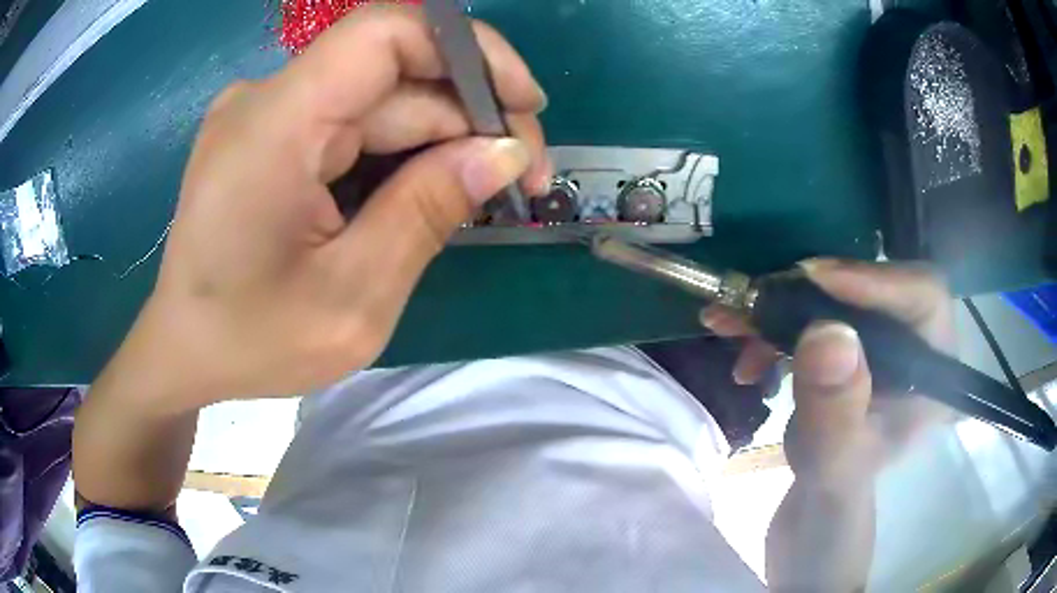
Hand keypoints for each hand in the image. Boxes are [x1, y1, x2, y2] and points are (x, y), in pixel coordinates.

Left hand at [103, 6, 550, 410]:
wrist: (182, 353)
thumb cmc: (250, 341)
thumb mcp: (351, 298)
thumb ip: (427, 213)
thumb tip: (504, 153)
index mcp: (275, 125)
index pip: (387, 32)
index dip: (470, 51)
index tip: (523, 107)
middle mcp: (267, 99)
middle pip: (394, 73)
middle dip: (470, 116)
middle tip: (521, 179)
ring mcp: (266, 114)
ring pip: (379, 100)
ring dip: (438, 139)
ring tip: (477, 196)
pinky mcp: (269, 134)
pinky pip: (351, 122)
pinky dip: (399, 151)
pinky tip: (423, 193)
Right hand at [702, 260, 956, 485]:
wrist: (816, 507)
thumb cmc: (835, 495)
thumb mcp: (834, 463)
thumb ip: (836, 410)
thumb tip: (826, 333)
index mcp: (931, 371)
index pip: (923, 295)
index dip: (875, 279)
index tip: (814, 280)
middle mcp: (911, 343)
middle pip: (874, 284)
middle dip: (812, 291)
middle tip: (761, 297)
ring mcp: (878, 341)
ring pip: (837, 294)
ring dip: (781, 306)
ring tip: (732, 324)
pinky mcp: (848, 341)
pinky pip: (812, 312)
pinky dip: (773, 324)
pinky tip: (745, 352)